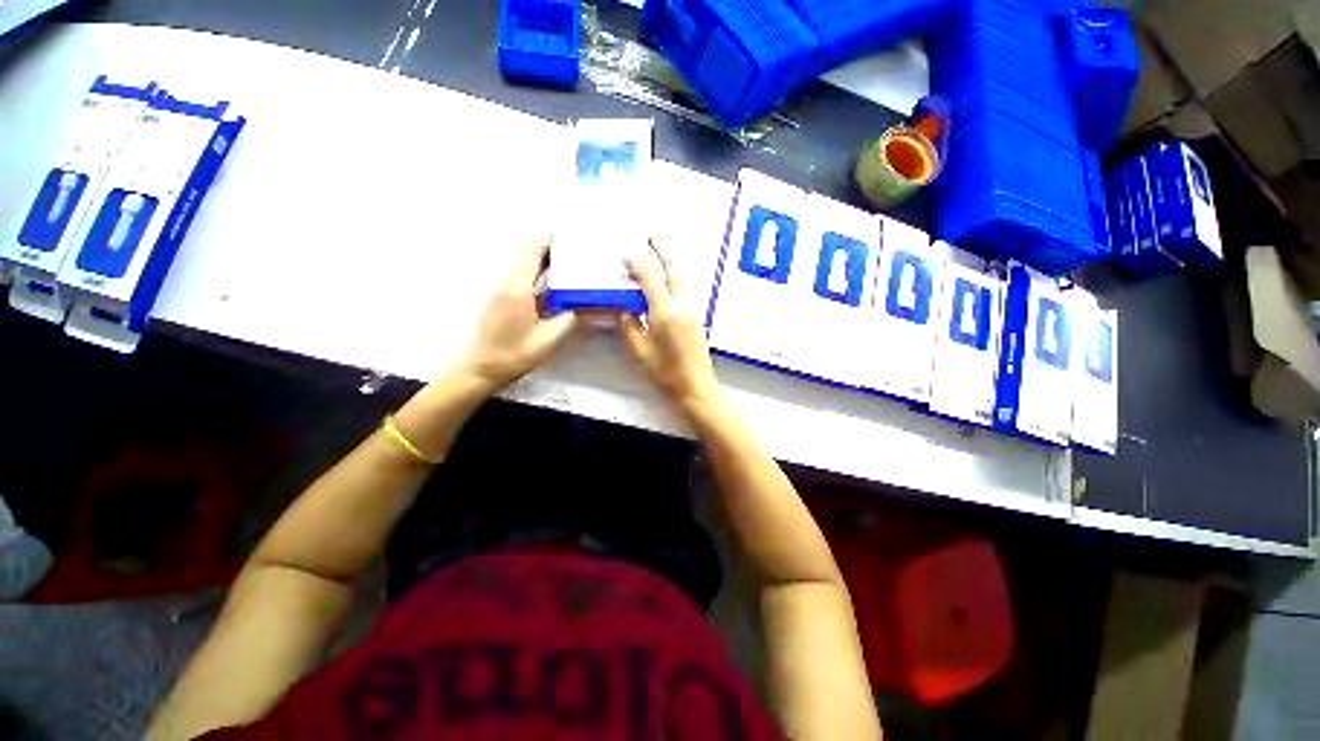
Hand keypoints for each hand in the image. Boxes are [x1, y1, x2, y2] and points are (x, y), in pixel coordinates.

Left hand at [462, 239, 577, 390]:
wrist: (482, 367)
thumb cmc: (515, 354)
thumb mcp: (548, 340)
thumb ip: (568, 319)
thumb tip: (584, 304)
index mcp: (518, 289)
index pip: (531, 253)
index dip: (546, 240)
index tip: (565, 234)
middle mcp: (507, 283)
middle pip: (524, 252)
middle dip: (545, 245)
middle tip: (570, 247)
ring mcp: (501, 289)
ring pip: (519, 262)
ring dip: (539, 256)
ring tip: (563, 259)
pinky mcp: (500, 297)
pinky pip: (518, 273)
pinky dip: (533, 268)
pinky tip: (548, 278)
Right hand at [618, 240, 722, 418]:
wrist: (695, 387)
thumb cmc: (665, 373)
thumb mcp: (639, 350)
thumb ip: (628, 324)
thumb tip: (622, 306)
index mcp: (666, 313)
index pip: (650, 277)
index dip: (636, 261)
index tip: (624, 250)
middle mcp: (683, 305)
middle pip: (674, 268)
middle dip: (661, 248)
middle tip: (649, 234)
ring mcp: (693, 309)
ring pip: (682, 276)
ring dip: (669, 260)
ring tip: (656, 250)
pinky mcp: (697, 315)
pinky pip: (684, 287)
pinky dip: (674, 276)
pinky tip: (665, 277)